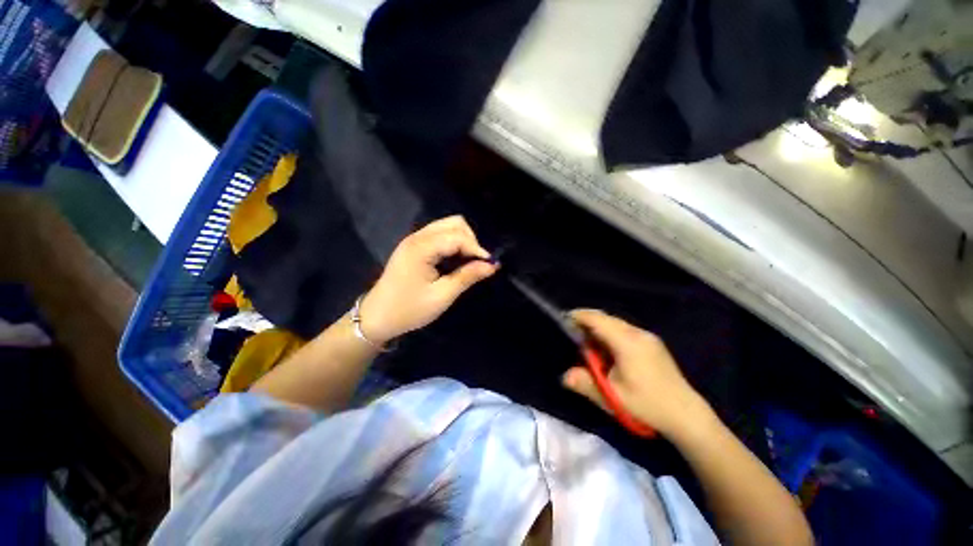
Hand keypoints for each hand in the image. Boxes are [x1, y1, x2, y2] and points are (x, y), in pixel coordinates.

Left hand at [359, 216, 498, 344]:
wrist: (377, 317)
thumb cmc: (409, 310)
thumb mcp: (442, 296)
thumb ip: (467, 277)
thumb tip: (492, 265)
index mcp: (421, 248)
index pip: (458, 237)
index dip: (477, 248)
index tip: (491, 265)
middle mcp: (417, 237)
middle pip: (454, 223)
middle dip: (471, 240)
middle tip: (477, 262)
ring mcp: (414, 239)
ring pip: (447, 226)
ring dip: (463, 240)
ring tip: (469, 261)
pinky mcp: (414, 246)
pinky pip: (440, 234)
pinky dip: (453, 243)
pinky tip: (456, 259)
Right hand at [561, 309, 713, 437]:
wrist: (687, 415)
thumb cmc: (647, 405)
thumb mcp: (612, 396)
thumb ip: (586, 383)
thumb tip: (564, 376)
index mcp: (627, 342)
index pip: (598, 319)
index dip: (580, 316)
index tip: (564, 319)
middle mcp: (638, 333)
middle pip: (607, 318)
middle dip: (588, 321)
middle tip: (573, 333)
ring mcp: (648, 337)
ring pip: (616, 323)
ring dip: (599, 327)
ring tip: (588, 342)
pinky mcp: (653, 344)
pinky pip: (625, 330)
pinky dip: (611, 333)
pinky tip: (608, 349)